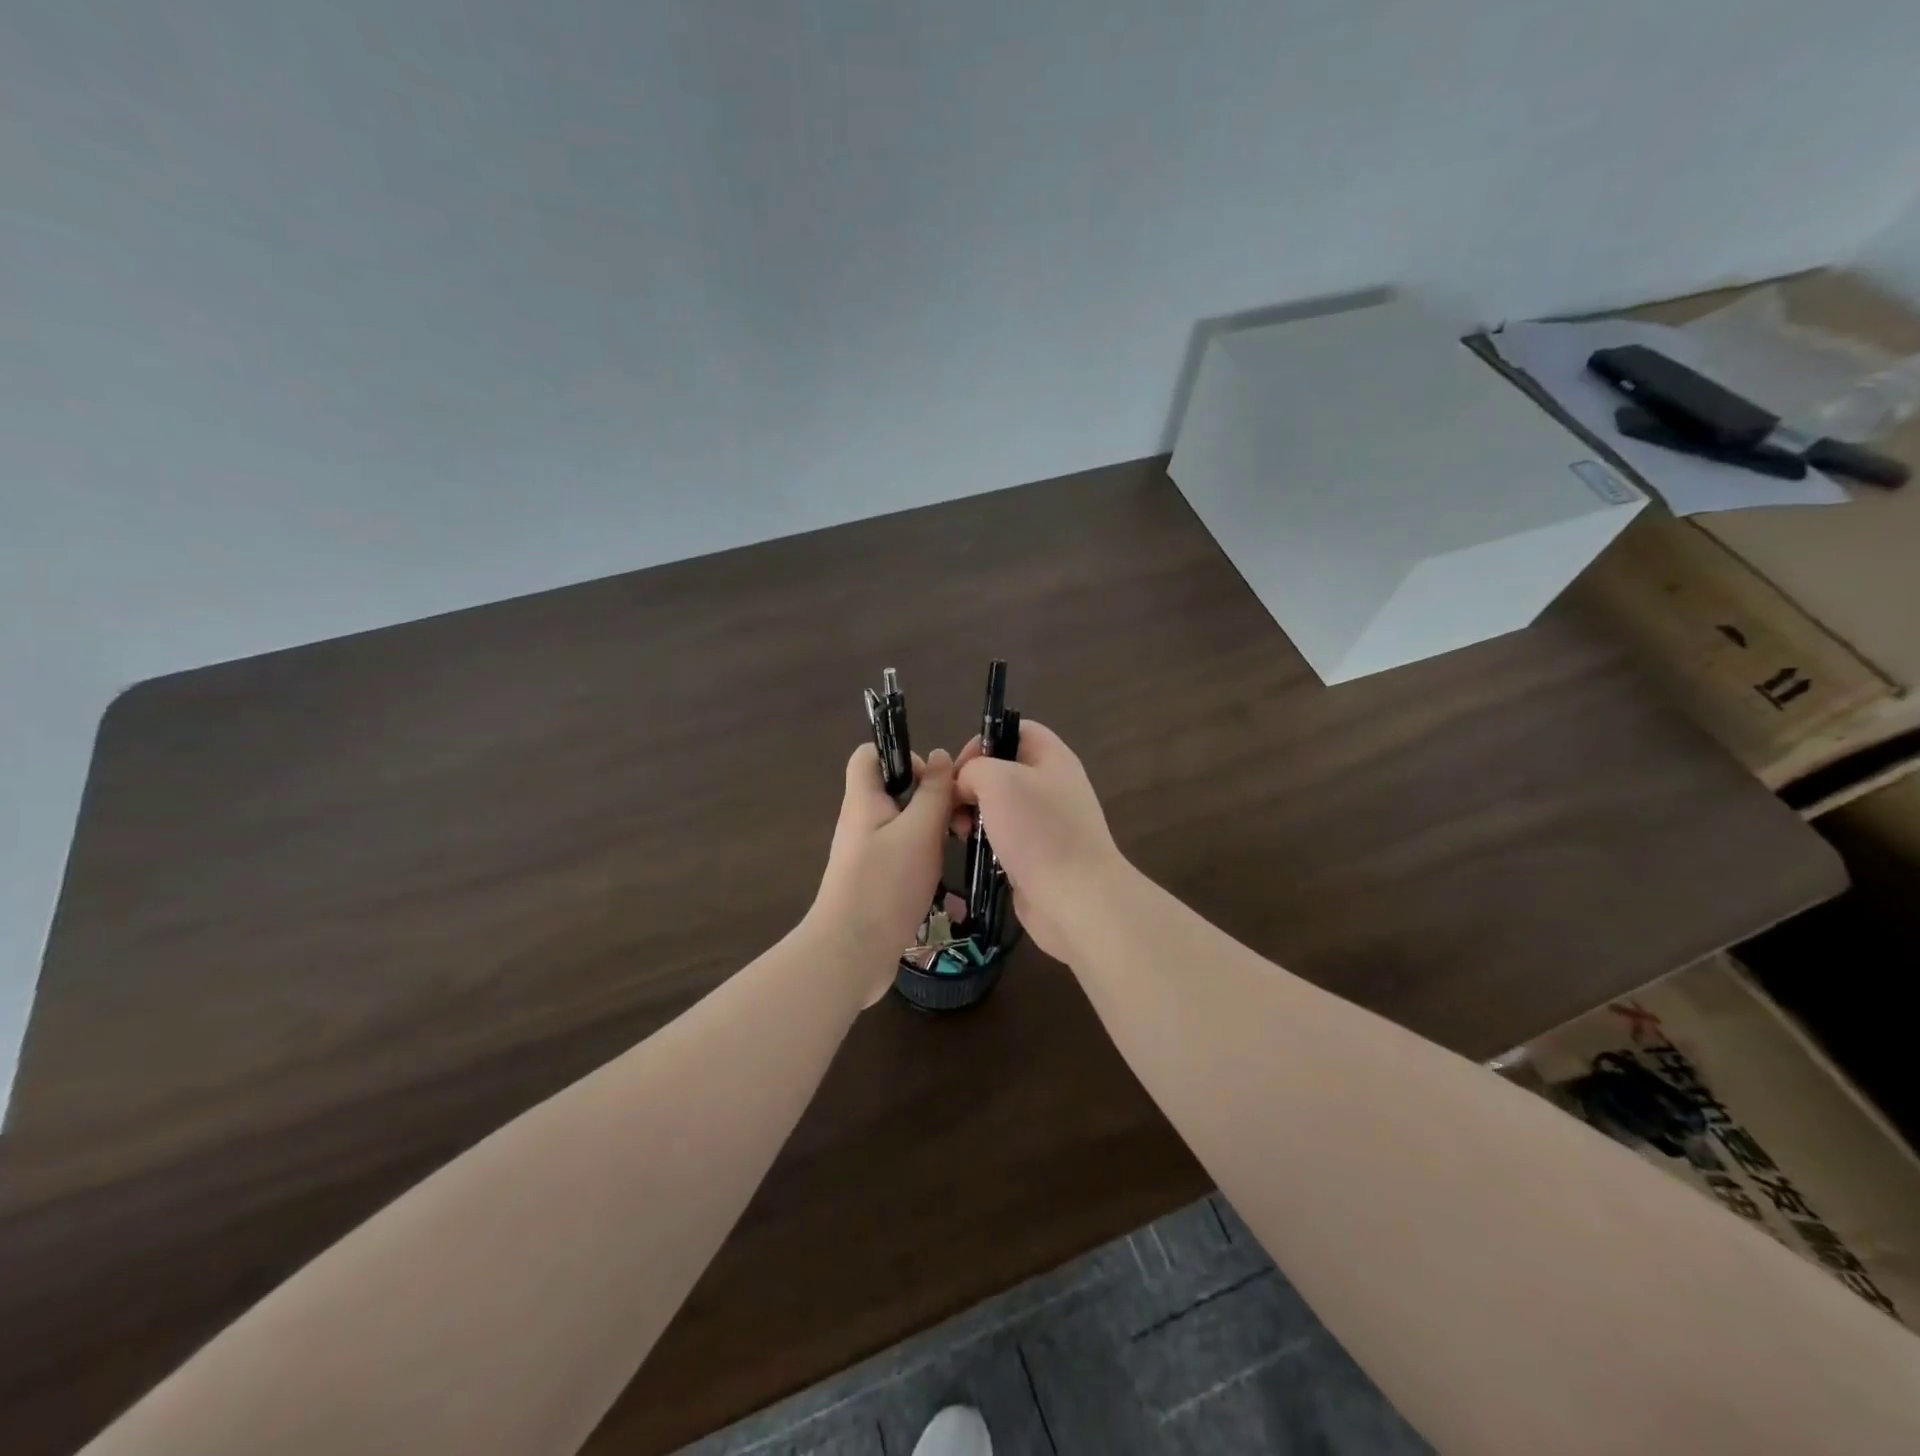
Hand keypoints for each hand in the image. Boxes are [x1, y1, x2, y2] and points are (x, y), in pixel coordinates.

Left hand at [810, 743, 955, 1004]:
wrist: (851, 954)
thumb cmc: (886, 884)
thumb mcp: (920, 831)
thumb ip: (933, 792)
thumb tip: (940, 755)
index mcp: (863, 800)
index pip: (870, 754)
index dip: (903, 755)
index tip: (933, 780)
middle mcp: (861, 822)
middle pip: (893, 791)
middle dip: (929, 797)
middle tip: (956, 819)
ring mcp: (866, 855)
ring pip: (903, 826)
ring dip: (931, 832)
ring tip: (955, 847)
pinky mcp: (874, 882)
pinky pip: (902, 857)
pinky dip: (923, 861)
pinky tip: (944, 882)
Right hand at [953, 722, 1128, 962]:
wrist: (1075, 898)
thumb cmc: (1038, 831)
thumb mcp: (998, 781)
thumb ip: (974, 769)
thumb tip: (967, 786)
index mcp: (1052, 757)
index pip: (1016, 729)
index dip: (984, 740)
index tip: (960, 768)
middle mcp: (1053, 784)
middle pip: (1004, 768)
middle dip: (972, 783)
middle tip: (954, 805)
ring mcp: (1047, 822)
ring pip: (1001, 805)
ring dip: (975, 814)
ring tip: (960, 831)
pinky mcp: (1039, 854)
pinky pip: (1006, 836)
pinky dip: (986, 841)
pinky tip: (973, 852)